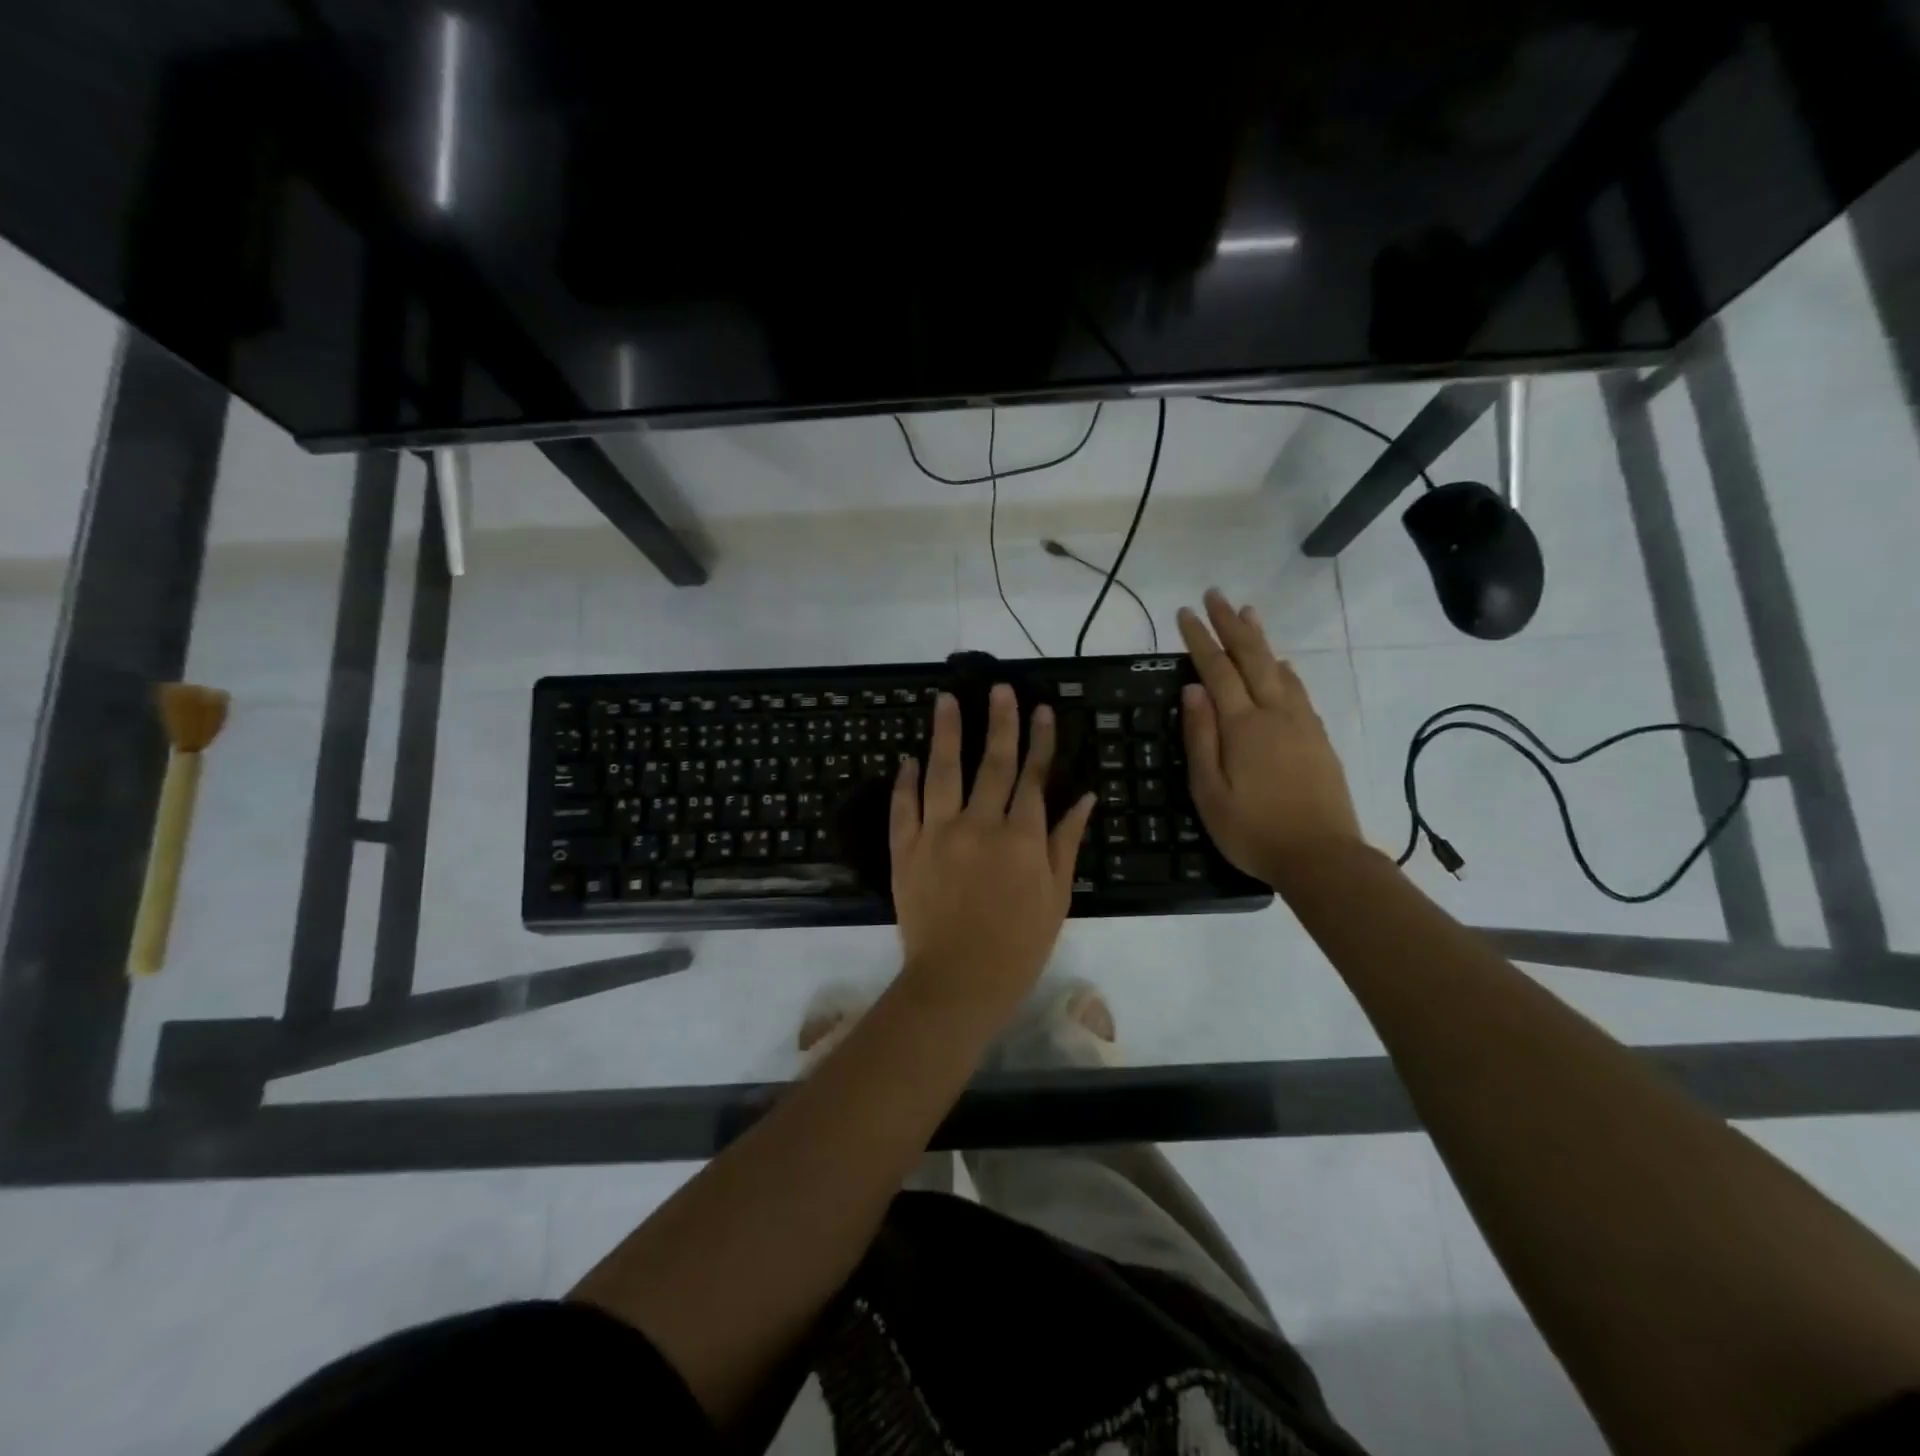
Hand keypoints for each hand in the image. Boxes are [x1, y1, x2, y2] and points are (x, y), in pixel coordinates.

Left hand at [890, 686, 1095, 1027]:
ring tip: (945, 700)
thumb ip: (1067, 841)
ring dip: (946, 733)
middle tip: (998, 688)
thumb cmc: (1018, 945)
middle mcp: (980, 824)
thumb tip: (1086, 795)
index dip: (1040, 740)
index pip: (1034, 777)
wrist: (958, 981)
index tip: (1041, 709)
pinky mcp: (906, 849)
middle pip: (993, 763)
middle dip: (999, 722)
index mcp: (1022, 837)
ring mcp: (938, 833)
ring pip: (942, 771)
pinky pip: (904, 807)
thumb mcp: (1056, 896)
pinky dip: (905, 781)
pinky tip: (908, 758)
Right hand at [1177, 588, 1364, 880]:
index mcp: (1243, 726)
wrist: (1323, 857)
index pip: (1217, 670)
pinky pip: (1299, 691)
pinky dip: (1286, 670)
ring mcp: (1302, 724)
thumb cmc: (1254, 831)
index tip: (1185, 613)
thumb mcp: (1210, 792)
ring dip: (1261, 639)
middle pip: (1252, 658)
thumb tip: (1193, 690)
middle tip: (1215, 595)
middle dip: (1230, 624)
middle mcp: (1275, 714)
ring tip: (1248, 613)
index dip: (1200, 639)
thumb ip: (1201, 738)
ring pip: (1279, 669)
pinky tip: (1283, 665)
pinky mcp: (1319, 739)